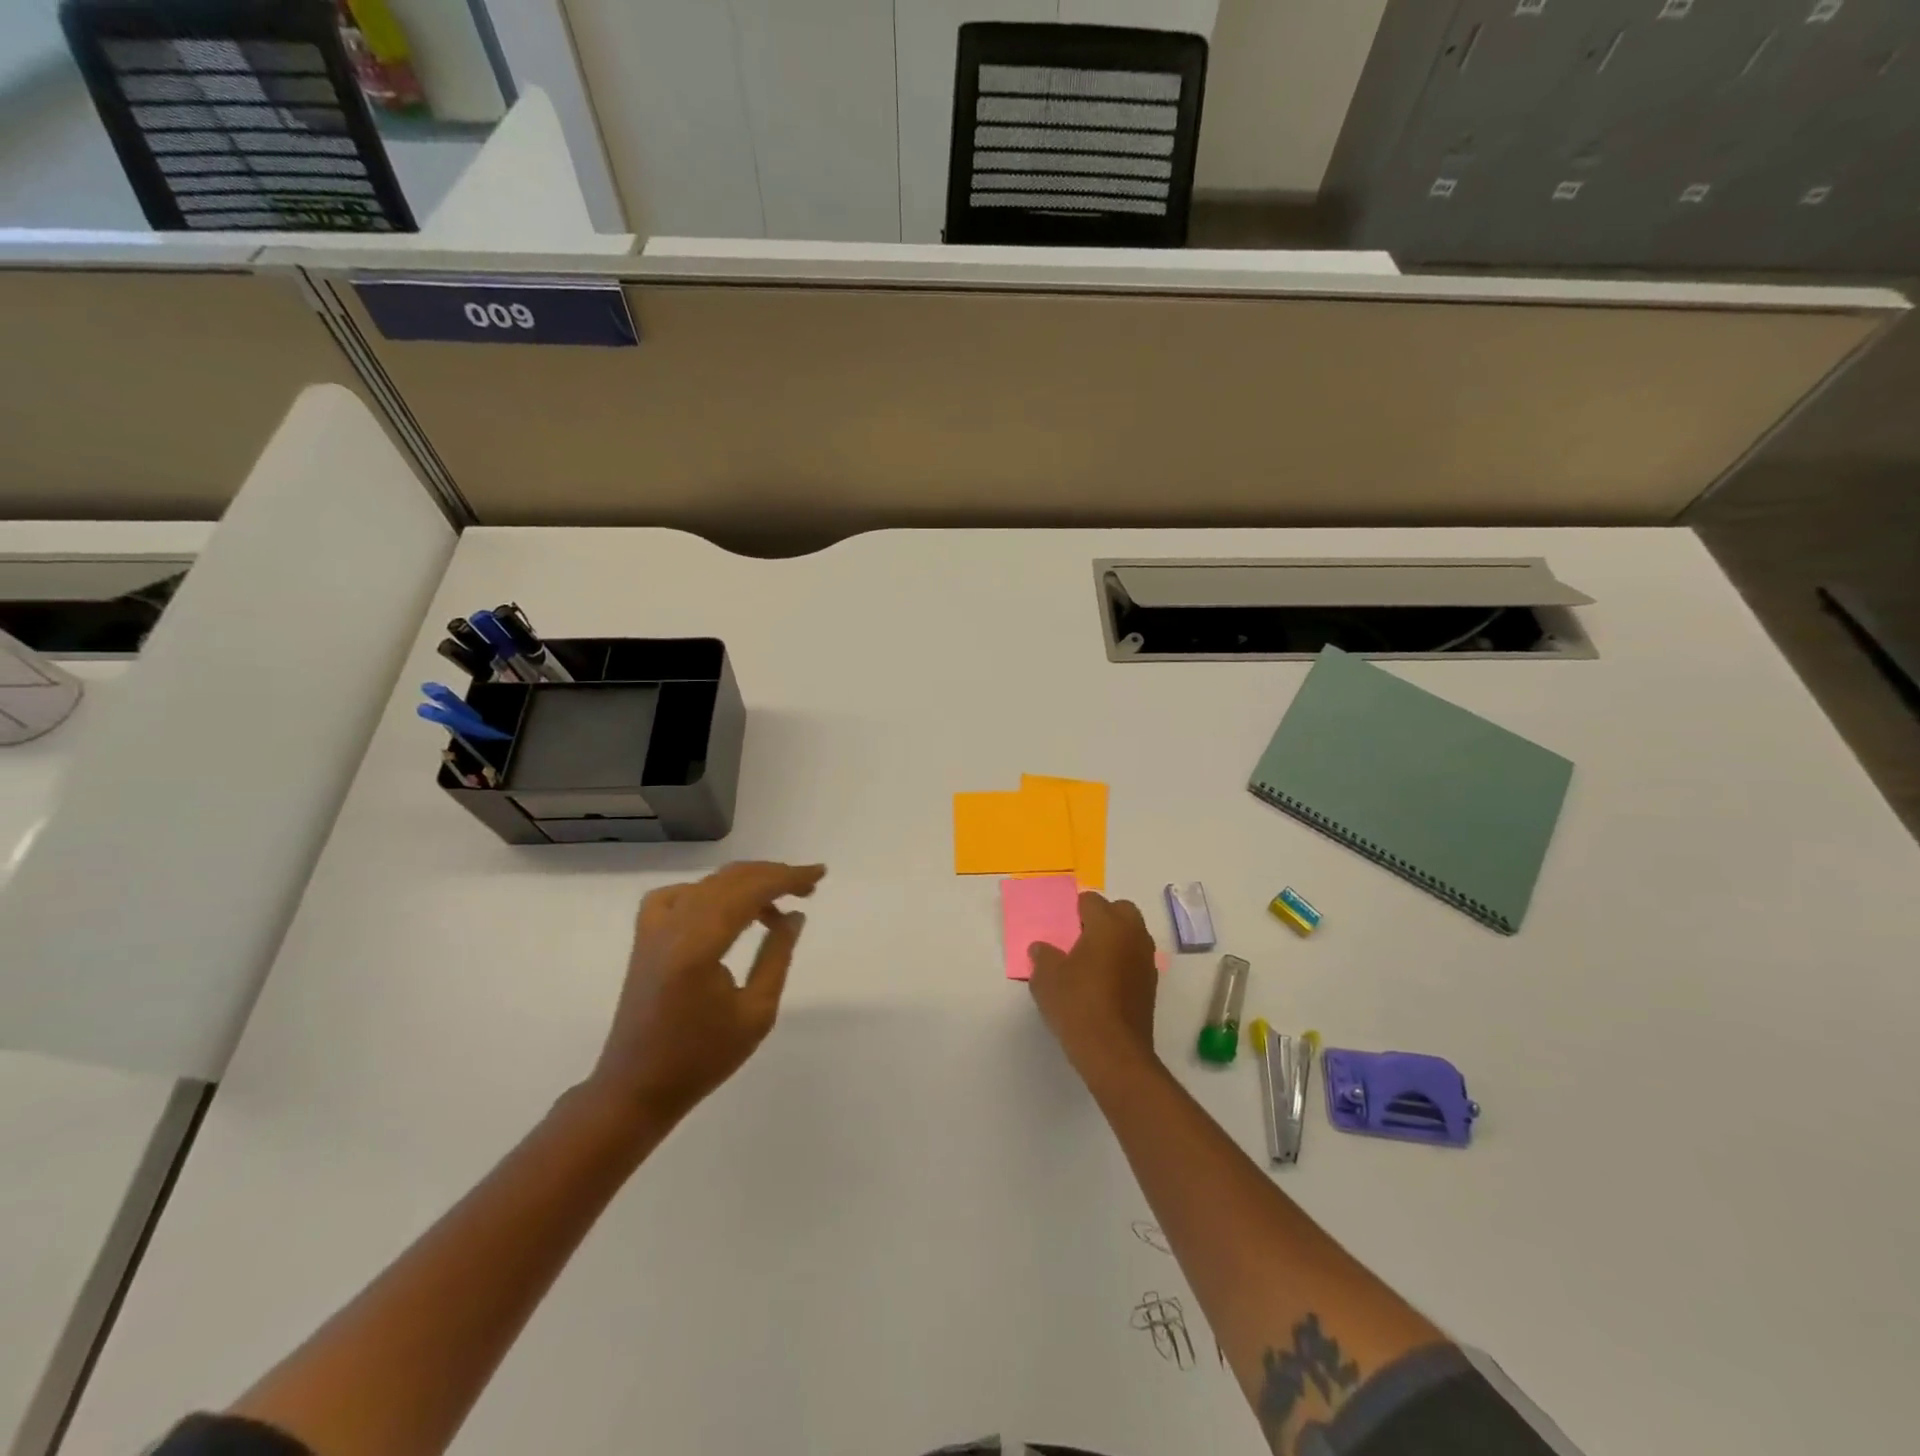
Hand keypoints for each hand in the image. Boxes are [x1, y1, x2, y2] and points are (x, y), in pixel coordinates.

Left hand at [590, 860, 824, 1121]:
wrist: (636, 1088)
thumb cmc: (701, 1058)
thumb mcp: (756, 1013)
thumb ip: (777, 956)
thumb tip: (794, 916)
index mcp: (699, 945)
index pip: (750, 891)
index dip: (787, 877)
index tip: (819, 874)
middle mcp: (673, 926)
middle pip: (730, 880)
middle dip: (773, 876)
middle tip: (808, 887)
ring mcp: (654, 929)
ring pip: (707, 884)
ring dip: (746, 884)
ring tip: (777, 902)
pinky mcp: (645, 937)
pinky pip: (678, 895)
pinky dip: (708, 891)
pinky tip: (725, 907)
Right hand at [1027, 891, 1160, 1079]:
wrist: (1114, 1052)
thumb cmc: (1077, 1005)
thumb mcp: (1046, 979)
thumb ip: (1043, 956)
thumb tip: (1042, 948)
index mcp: (1108, 925)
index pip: (1092, 900)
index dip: (1075, 910)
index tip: (1063, 927)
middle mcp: (1133, 935)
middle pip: (1121, 910)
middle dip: (1103, 917)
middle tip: (1080, 938)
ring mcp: (1146, 960)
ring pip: (1132, 934)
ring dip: (1115, 939)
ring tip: (1090, 961)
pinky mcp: (1151, 984)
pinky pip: (1136, 959)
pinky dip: (1123, 961)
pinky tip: (1103, 983)